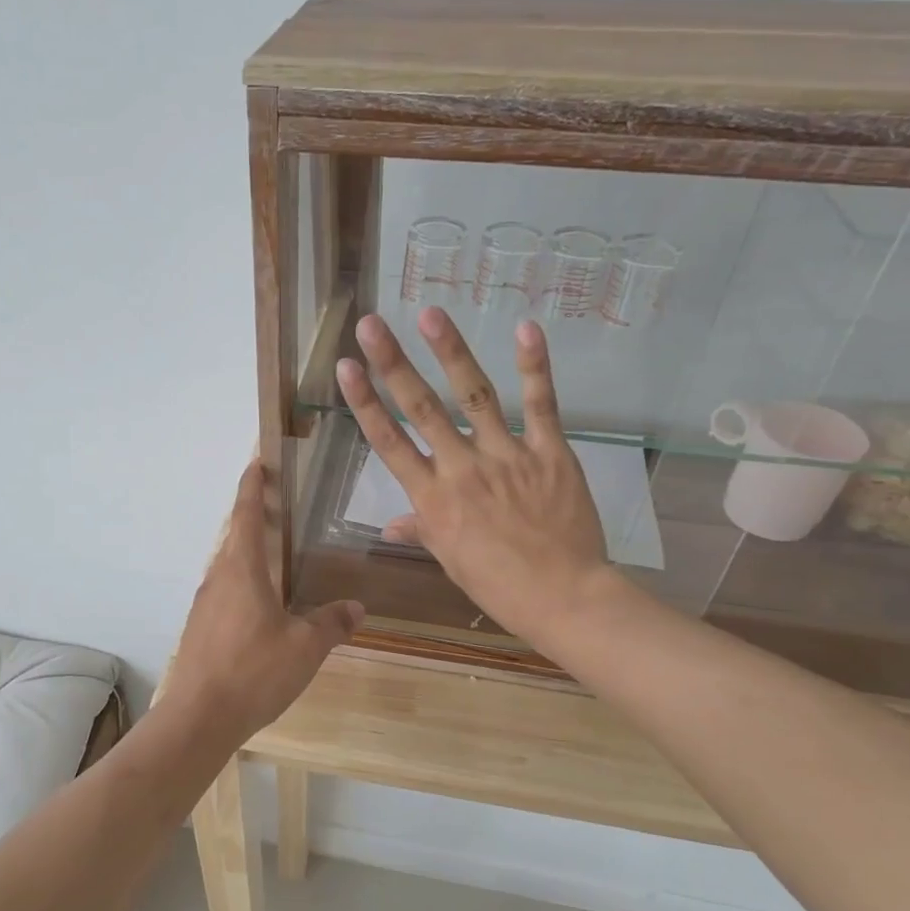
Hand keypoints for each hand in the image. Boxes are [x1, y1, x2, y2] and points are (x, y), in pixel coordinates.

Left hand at [163, 461, 363, 745]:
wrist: (199, 717)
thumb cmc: (254, 671)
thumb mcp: (304, 648)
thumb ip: (331, 624)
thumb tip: (357, 607)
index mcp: (242, 570)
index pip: (245, 514)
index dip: (252, 486)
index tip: (257, 462)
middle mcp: (218, 578)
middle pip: (235, 537)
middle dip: (254, 517)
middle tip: (279, 507)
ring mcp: (204, 604)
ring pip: (228, 567)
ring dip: (248, 553)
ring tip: (276, 557)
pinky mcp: (200, 628)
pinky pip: (224, 592)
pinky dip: (243, 583)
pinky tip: (261, 607)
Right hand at [334, 309, 615, 648]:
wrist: (563, 597)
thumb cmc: (498, 585)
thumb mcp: (451, 560)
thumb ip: (422, 531)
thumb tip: (390, 526)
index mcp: (433, 499)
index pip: (389, 442)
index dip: (365, 403)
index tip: (346, 368)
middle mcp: (462, 469)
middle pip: (421, 409)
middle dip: (392, 364)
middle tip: (370, 324)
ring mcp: (507, 456)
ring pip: (473, 396)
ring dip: (451, 352)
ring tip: (430, 314)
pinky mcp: (549, 452)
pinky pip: (542, 405)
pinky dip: (534, 367)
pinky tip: (525, 329)